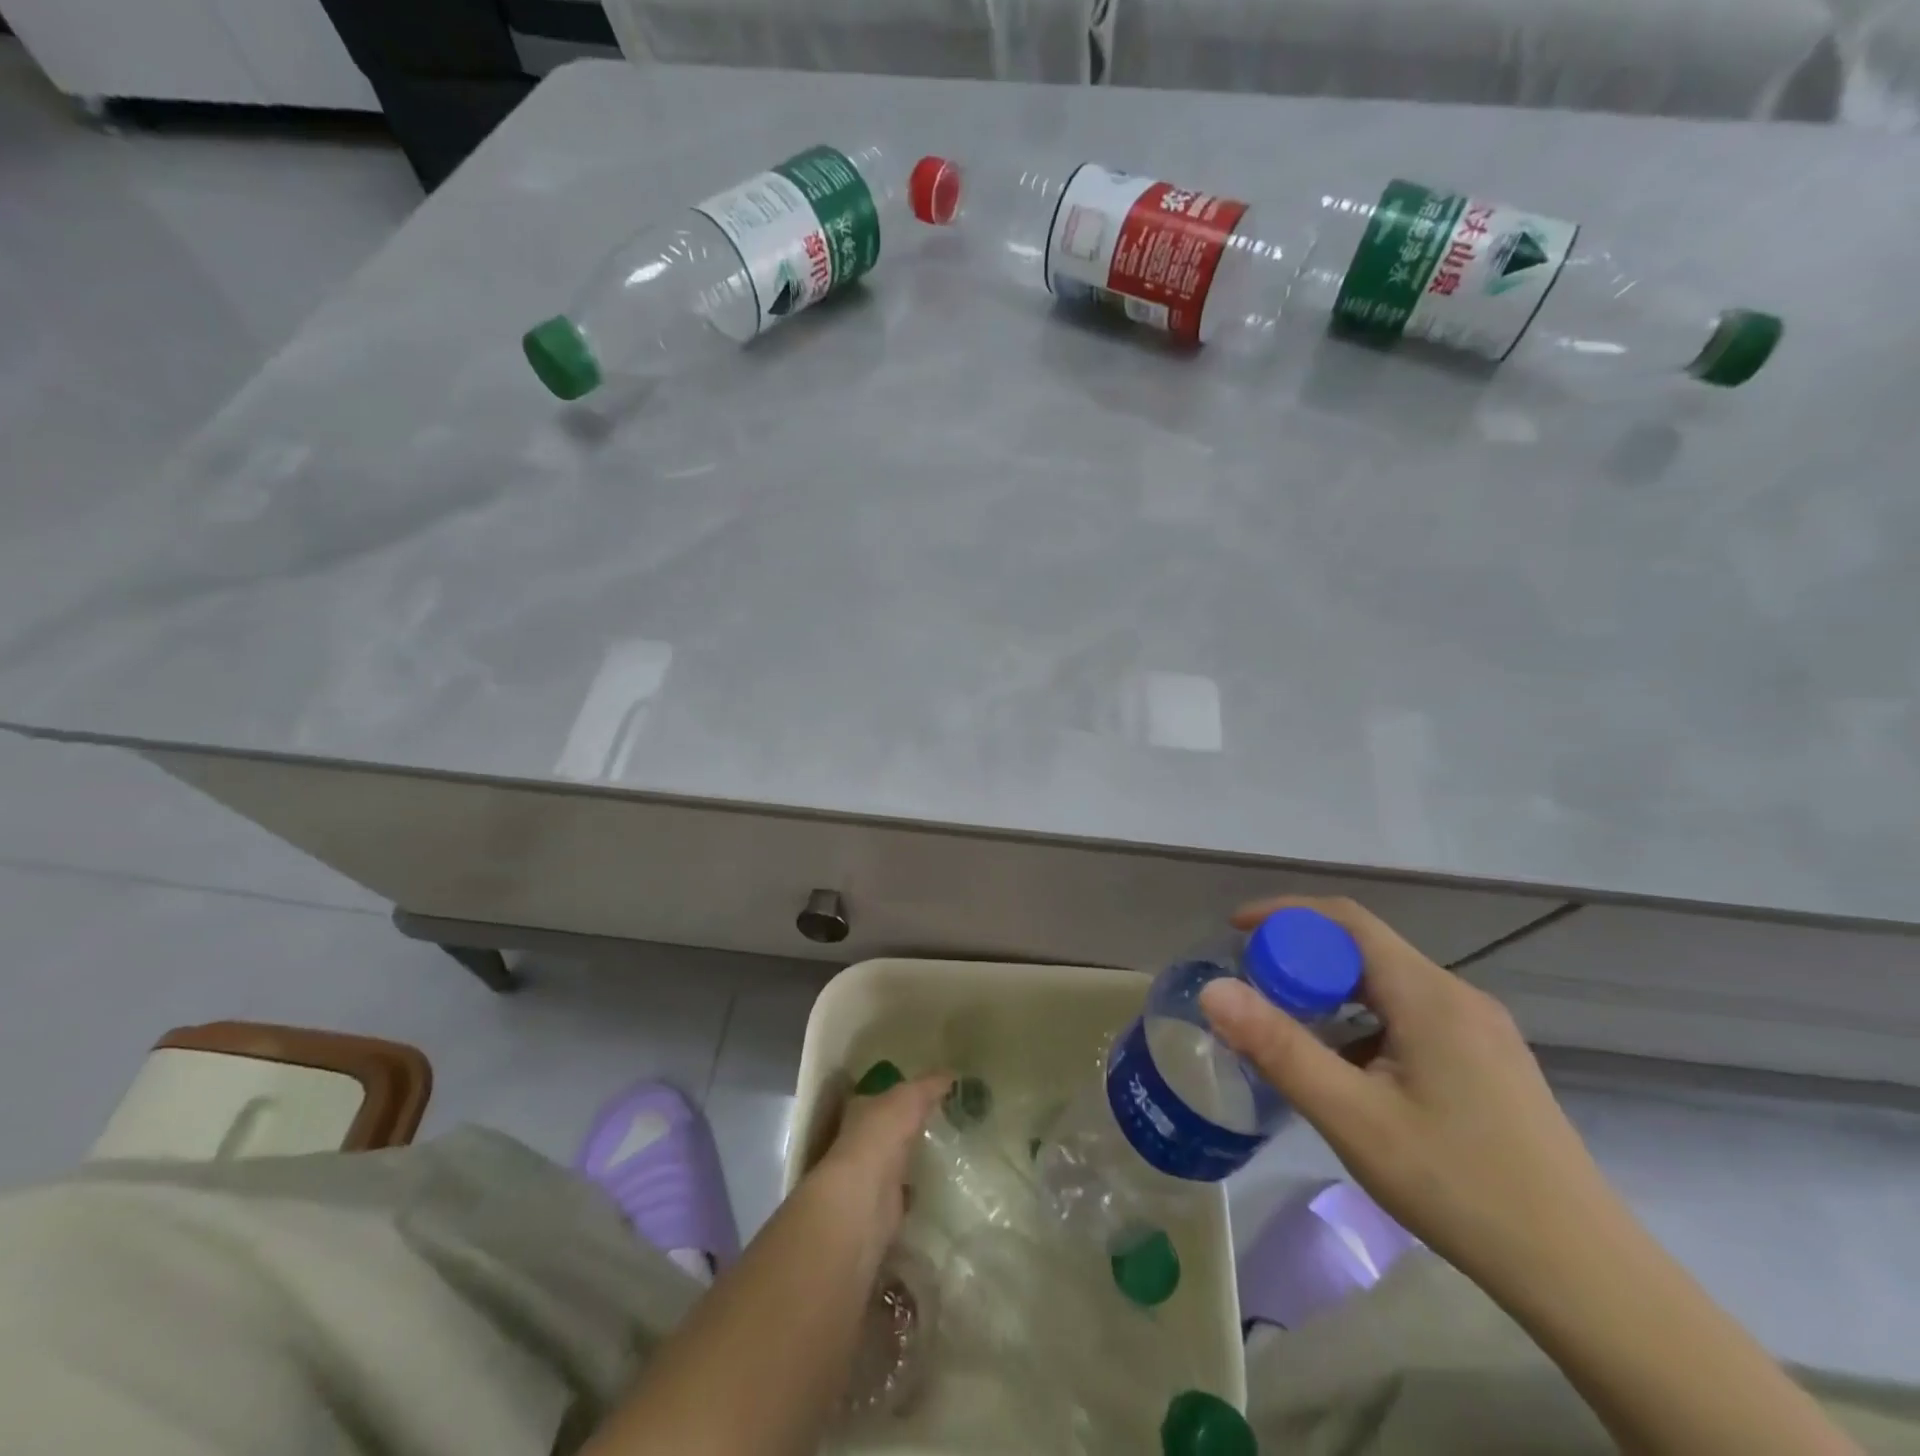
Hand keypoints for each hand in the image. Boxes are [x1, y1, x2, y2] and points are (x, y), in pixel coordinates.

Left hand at [807, 1073, 951, 1246]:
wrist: (865, 1197)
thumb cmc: (881, 1135)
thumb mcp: (909, 1097)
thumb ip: (929, 1085)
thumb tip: (952, 1074)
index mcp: (862, 1109)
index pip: (882, 1095)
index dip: (903, 1092)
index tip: (930, 1093)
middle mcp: (862, 1139)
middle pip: (890, 1128)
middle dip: (912, 1126)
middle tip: (947, 1122)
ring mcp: (872, 1174)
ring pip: (898, 1159)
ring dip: (916, 1158)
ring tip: (951, 1152)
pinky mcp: (885, 1205)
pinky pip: (908, 1192)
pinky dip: (921, 1189)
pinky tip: (942, 1184)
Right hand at [1199, 895, 1617, 1289]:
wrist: (1587, 1280)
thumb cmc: (1460, 1187)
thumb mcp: (1353, 1117)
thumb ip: (1279, 1048)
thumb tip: (1213, 989)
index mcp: (1429, 995)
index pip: (1346, 920)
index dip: (1285, 913)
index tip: (1235, 931)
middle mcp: (1459, 998)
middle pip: (1366, 951)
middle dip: (1302, 959)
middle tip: (1253, 989)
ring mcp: (1481, 1032)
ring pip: (1388, 988)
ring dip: (1332, 994)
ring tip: (1291, 1033)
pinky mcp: (1490, 1064)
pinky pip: (1411, 1019)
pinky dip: (1364, 1025)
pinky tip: (1350, 1076)